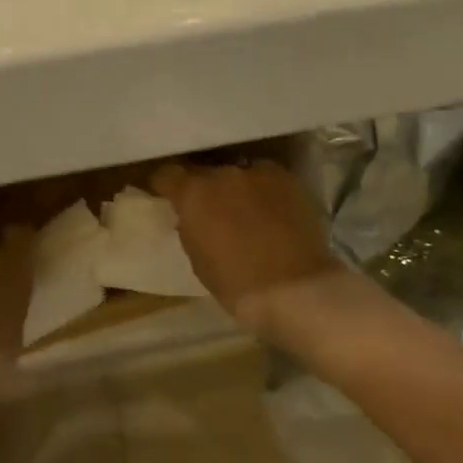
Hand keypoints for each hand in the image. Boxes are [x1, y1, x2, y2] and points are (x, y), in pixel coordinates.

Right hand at [150, 161, 350, 334]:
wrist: (297, 290)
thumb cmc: (238, 284)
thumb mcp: (198, 258)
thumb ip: (190, 227)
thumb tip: (191, 217)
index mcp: (194, 192)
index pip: (167, 174)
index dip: (166, 185)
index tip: (168, 196)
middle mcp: (223, 173)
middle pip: (206, 173)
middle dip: (206, 188)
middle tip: (213, 210)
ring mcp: (259, 172)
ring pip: (239, 173)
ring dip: (237, 188)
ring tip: (247, 211)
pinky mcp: (289, 179)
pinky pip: (267, 179)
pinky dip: (265, 192)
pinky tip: (273, 213)